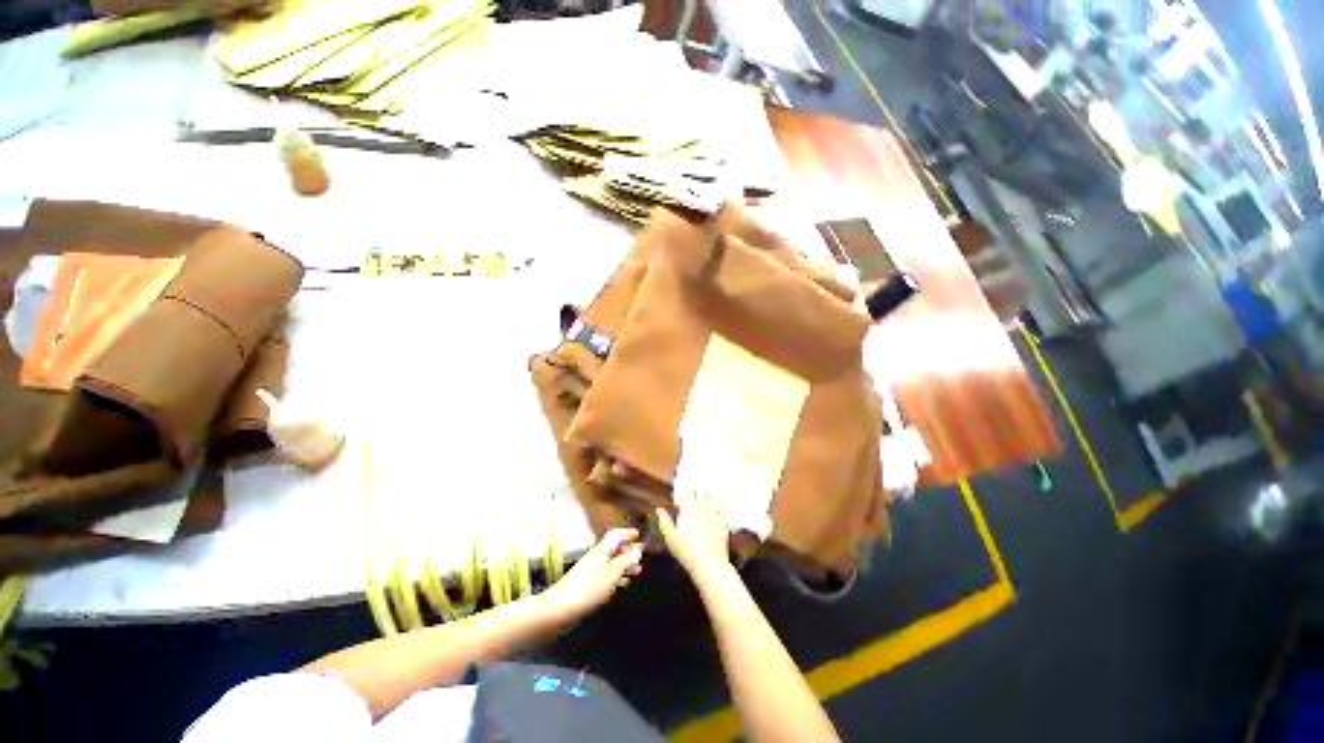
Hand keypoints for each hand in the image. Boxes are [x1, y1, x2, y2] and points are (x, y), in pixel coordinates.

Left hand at [542, 529, 642, 621]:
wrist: (556, 611)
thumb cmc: (586, 590)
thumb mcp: (611, 575)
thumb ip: (625, 561)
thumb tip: (638, 549)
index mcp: (601, 551)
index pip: (615, 535)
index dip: (627, 533)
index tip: (639, 535)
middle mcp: (595, 557)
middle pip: (613, 548)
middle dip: (628, 551)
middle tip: (641, 557)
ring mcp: (589, 571)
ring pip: (610, 562)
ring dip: (623, 565)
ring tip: (636, 572)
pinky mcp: (585, 585)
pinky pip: (605, 575)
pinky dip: (615, 576)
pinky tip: (620, 585)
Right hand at [656, 489, 731, 581]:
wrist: (708, 563)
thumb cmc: (685, 551)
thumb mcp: (670, 537)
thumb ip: (664, 521)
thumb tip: (659, 510)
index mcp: (688, 509)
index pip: (687, 491)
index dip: (686, 488)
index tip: (684, 487)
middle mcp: (701, 507)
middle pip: (701, 491)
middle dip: (699, 487)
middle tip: (698, 485)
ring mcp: (714, 514)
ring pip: (713, 496)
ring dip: (711, 492)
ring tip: (710, 489)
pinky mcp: (723, 521)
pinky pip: (723, 507)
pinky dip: (722, 502)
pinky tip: (721, 502)